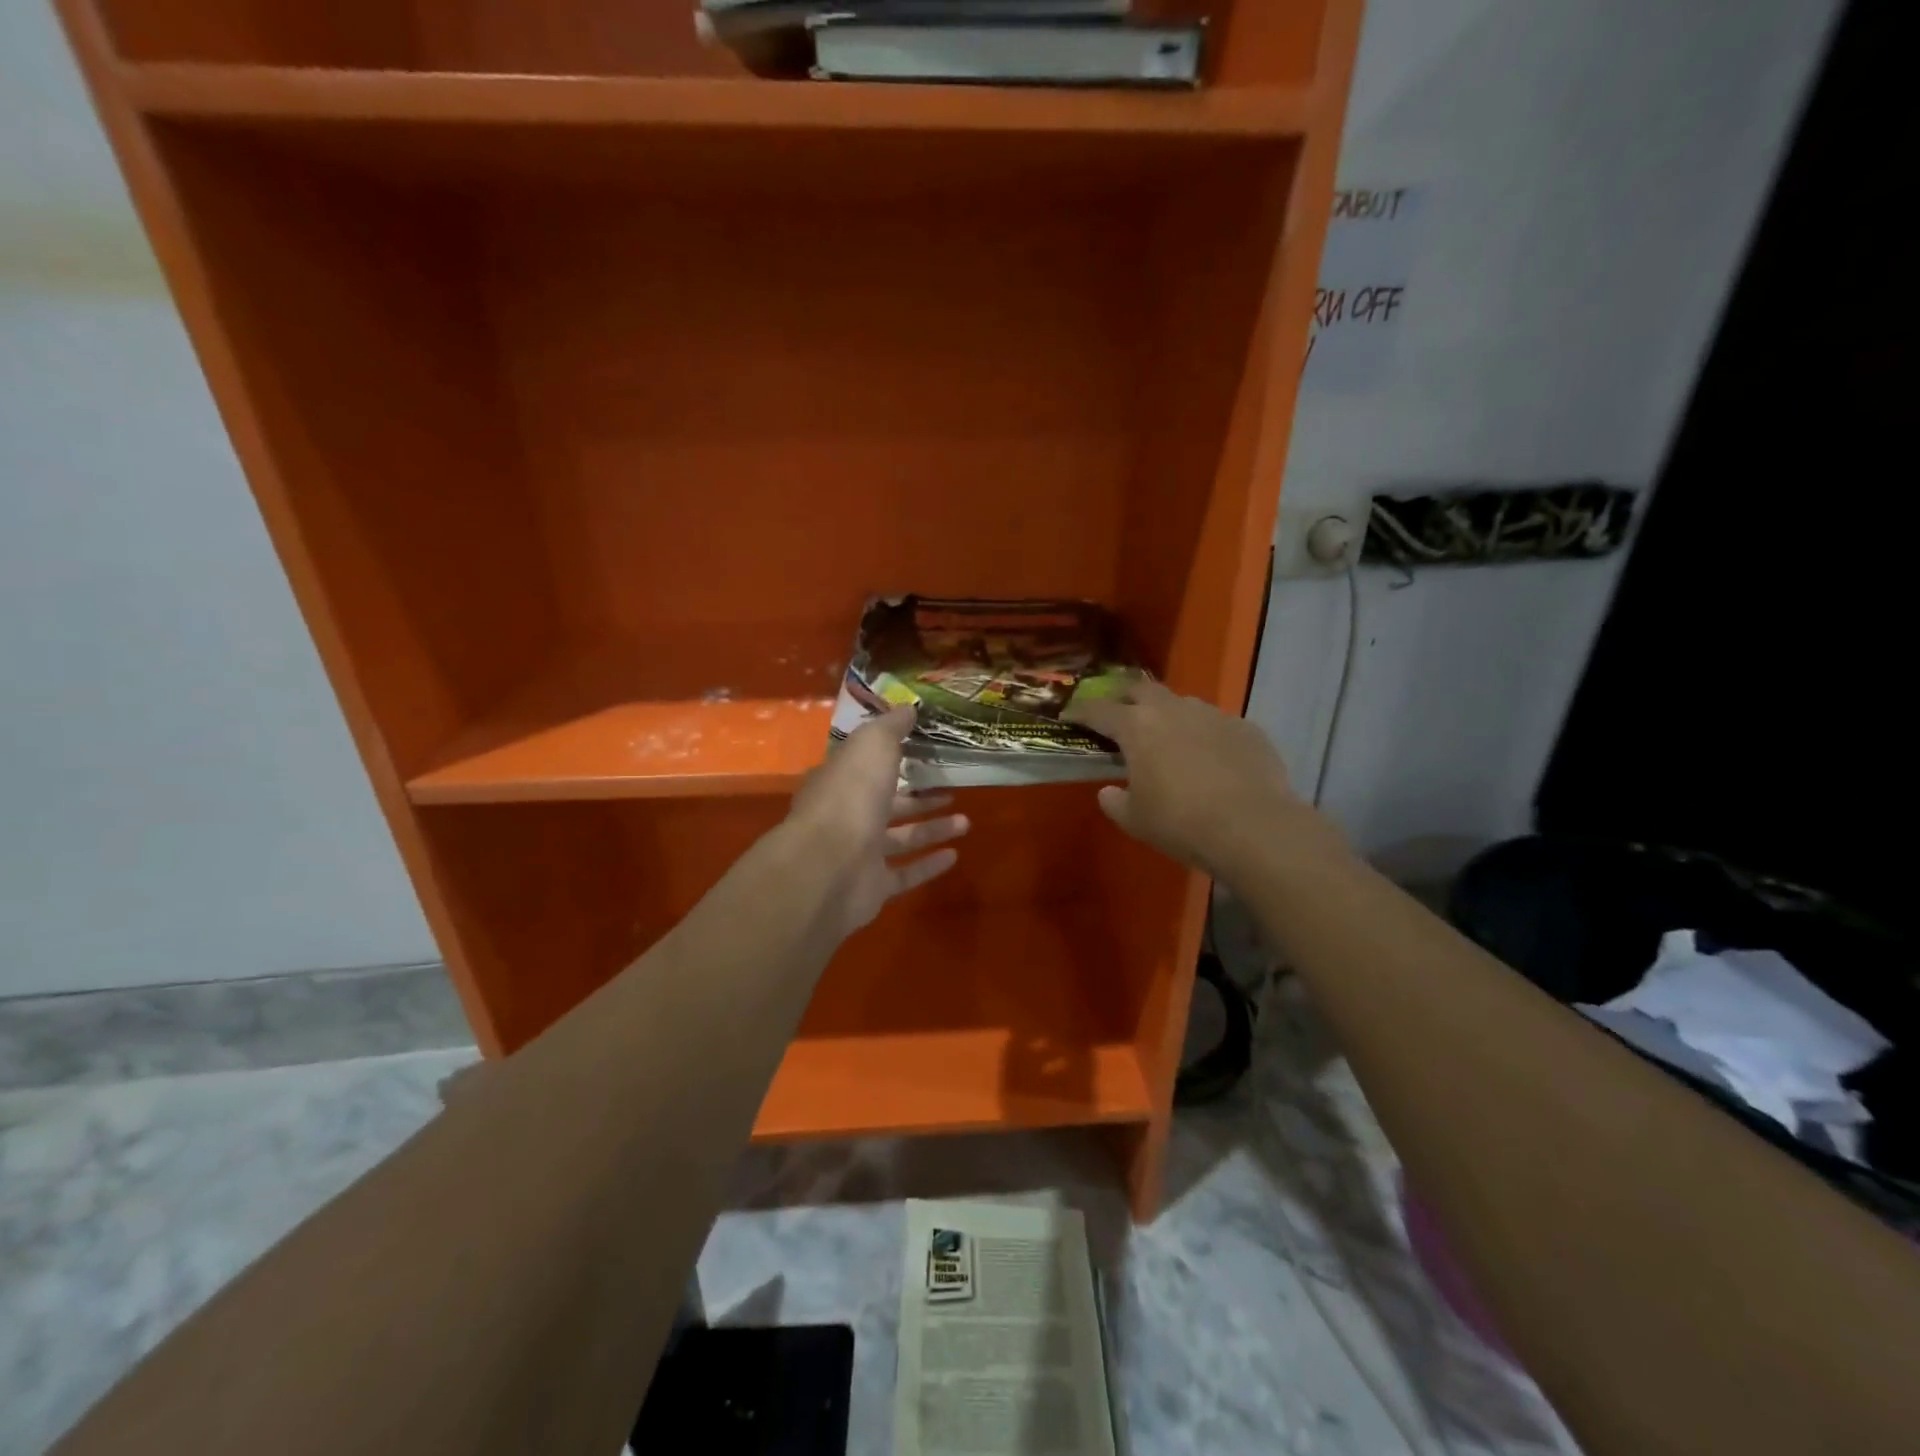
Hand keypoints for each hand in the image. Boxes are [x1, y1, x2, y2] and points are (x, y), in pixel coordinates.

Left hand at [787, 706, 969, 938]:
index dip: (892, 758)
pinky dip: (929, 865)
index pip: (866, 766)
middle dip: (919, 797)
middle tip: (951, 789)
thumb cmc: (851, 794)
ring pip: (900, 839)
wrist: (830, 865)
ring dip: (932, 829)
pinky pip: (905, 873)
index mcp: (840, 780)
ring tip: (966, 822)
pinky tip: (955, 855)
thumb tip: (908, 708)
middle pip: (887, 804)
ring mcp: (859, 854)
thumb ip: (891, 727)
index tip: (922, 751)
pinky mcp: (873, 887)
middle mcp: (847, 816)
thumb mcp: (873, 744)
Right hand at [1064, 680, 1320, 880]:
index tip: (1069, 717)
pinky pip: (1216, 724)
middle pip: (1140, 689)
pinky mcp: (1246, 728)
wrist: (1254, 827)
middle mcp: (1173, 709)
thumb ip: (1115, 802)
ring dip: (1168, 715)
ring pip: (1182, 703)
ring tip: (1168, 739)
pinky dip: (1204, 735)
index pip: (1099, 709)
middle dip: (1125, 699)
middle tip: (1119, 717)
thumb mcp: (1136, 820)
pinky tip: (1210, 759)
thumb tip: (1108, 792)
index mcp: (1137, 727)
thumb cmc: (1181, 822)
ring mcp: (1213, 715)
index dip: (1080, 712)